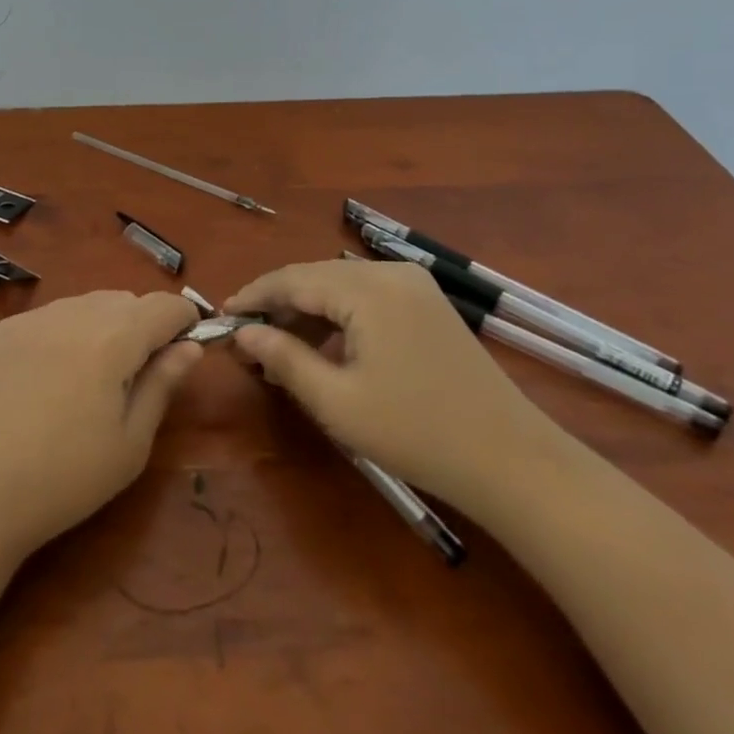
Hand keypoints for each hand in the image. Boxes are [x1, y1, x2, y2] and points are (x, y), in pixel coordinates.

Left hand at [0, 291, 202, 562]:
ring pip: (81, 305)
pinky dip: (58, 337)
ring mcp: (28, 319)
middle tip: (132, 376)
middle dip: (140, 325)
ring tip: (85, 380)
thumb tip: (188, 347)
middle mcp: (71, 313)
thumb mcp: (130, 443)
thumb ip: (162, 384)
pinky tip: (42, 382)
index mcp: (113, 338)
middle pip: (122, 300)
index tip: (184, 347)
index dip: (183, 321)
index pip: (163, 305)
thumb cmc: (65, 479)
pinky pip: (43, 319)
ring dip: (98, 327)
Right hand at [225, 259, 566, 514]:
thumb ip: (284, 358)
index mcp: (367, 289)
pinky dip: (338, 318)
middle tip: (247, 339)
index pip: (292, 279)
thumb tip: (243, 333)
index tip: (221, 316)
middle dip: (278, 305)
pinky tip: (325, 349)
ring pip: (341, 287)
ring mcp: (414, 286)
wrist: (512, 460)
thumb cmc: (416, 432)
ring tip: (280, 349)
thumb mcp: (337, 401)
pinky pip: (367, 299)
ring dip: (307, 312)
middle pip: (316, 277)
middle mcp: (390, 273)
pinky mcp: (428, 304)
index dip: (253, 296)